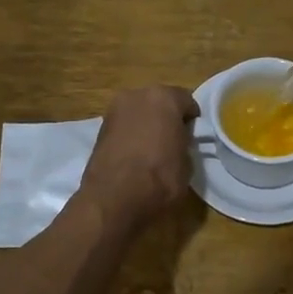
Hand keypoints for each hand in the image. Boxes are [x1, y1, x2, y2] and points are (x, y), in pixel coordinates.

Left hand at [78, 85, 199, 227]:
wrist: (113, 198)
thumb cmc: (159, 178)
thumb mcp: (187, 163)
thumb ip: (184, 143)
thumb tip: (177, 143)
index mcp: (164, 98)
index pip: (186, 101)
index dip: (192, 119)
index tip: (193, 136)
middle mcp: (137, 95)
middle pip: (159, 102)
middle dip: (166, 117)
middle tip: (173, 140)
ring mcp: (115, 110)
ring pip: (139, 112)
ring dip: (146, 125)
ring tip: (151, 150)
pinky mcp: (99, 128)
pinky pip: (124, 126)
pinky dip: (130, 135)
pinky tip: (134, 155)